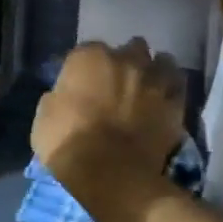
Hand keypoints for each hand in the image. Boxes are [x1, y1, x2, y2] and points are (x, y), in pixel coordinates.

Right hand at [32, 39, 184, 191]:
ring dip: (153, 70)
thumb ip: (59, 96)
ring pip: (160, 60)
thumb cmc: (69, 144)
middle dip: (125, 62)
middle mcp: (125, 58)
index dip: (86, 68)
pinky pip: (177, 85)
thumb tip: (66, 95)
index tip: (83, 84)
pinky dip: (172, 88)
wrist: (111, 172)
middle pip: (129, 49)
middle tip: (118, 85)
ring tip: (148, 86)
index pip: (87, 51)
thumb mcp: (45, 118)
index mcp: (89, 57)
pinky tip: (166, 97)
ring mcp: (154, 77)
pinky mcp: (175, 100)